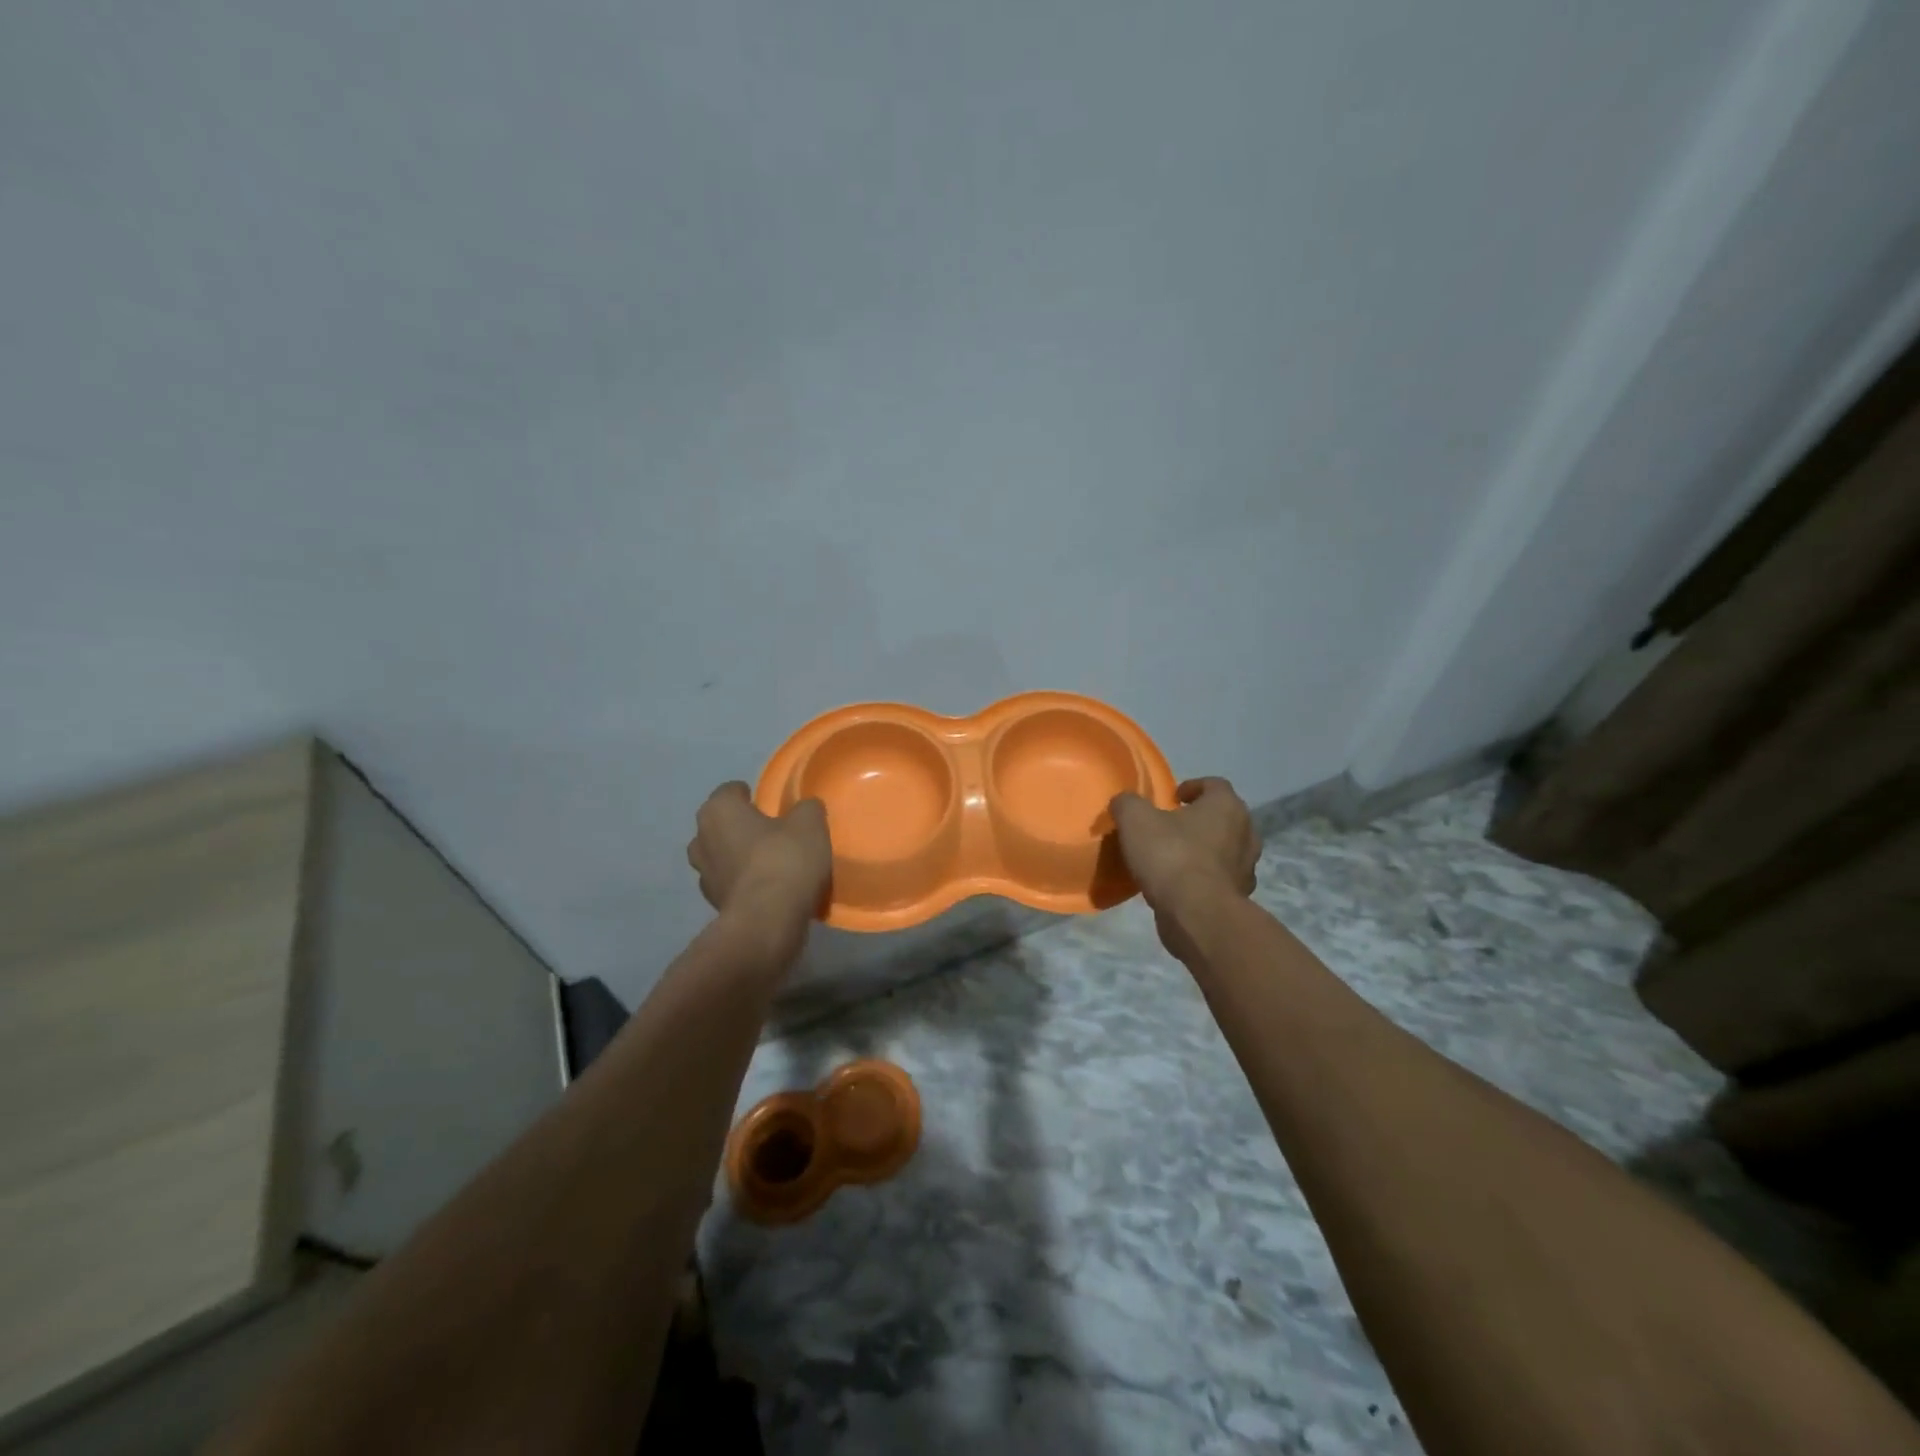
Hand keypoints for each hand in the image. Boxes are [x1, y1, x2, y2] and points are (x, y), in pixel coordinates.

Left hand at [687, 783, 831, 936]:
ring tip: (770, 863)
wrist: (768, 921)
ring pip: (721, 856)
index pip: (729, 792)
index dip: (749, 795)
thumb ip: (806, 808)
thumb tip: (805, 808)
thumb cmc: (784, 860)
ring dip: (739, 857)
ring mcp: (704, 875)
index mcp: (718, 811)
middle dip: (740, 827)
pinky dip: (744, 883)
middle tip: (770, 832)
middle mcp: (701, 839)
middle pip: (720, 825)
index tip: (769, 804)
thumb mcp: (810, 824)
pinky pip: (730, 884)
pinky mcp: (713, 905)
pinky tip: (769, 889)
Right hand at [1110, 777, 1257, 958]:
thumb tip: (1124, 802)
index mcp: (1227, 806)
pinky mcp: (1239, 896)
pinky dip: (1204, 877)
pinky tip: (1180, 884)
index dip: (1192, 787)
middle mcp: (1246, 832)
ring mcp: (1246, 867)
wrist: (1197, 914)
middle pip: (1224, 817)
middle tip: (1172, 826)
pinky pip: (1220, 878)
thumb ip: (1128, 803)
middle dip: (1200, 819)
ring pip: (1225, 849)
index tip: (1172, 798)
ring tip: (1175, 857)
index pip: (1215, 785)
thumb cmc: (1171, 855)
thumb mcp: (1135, 820)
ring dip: (1204, 849)